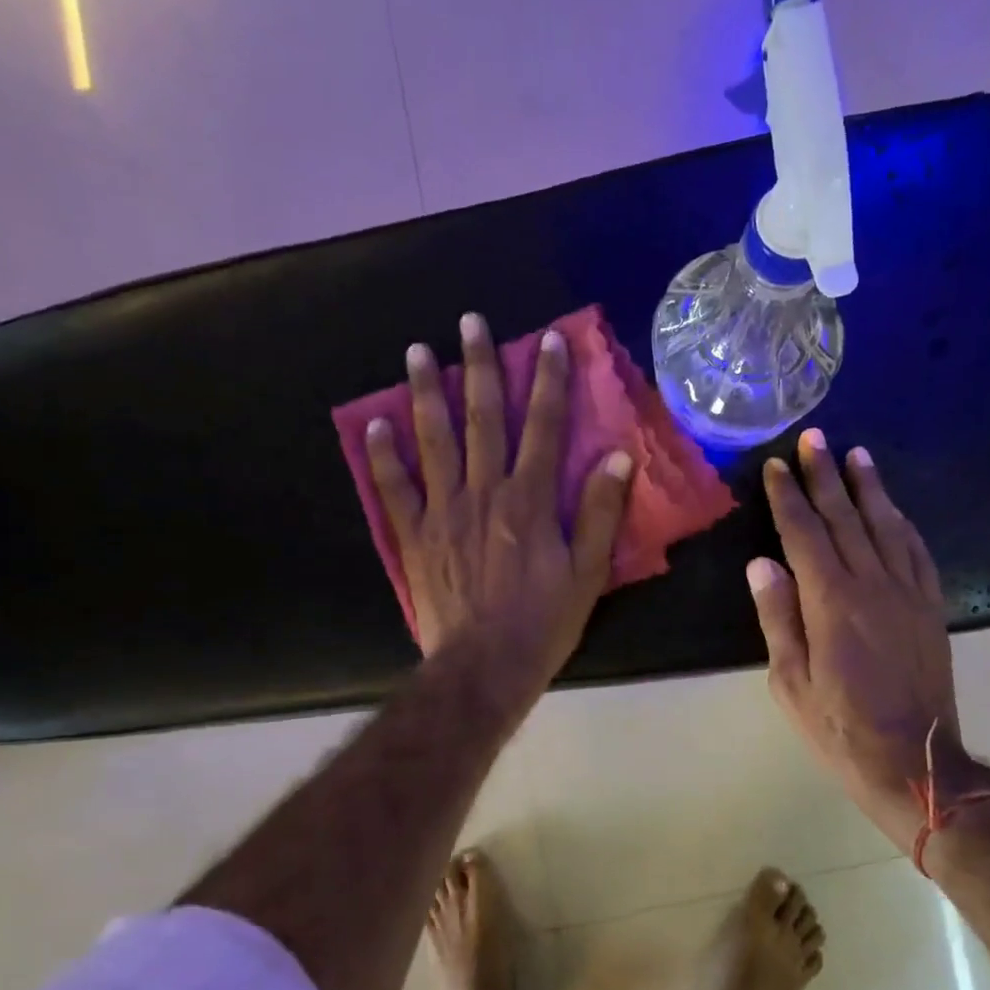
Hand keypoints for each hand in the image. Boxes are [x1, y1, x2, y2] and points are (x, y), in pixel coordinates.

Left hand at [365, 314, 630, 705]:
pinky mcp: (415, 536)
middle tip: (469, 322)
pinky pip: (394, 489)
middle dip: (479, 367)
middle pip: (483, 419)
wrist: (484, 666)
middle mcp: (484, 493)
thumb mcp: (588, 573)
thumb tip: (616, 457)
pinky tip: (373, 424)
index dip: (548, 382)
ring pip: (434, 441)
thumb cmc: (543, 622)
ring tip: (416, 352)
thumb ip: (602, 513)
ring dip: (425, 394)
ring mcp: (443, 512)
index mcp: (530, 500)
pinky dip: (382, 456)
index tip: (547, 340)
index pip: (544, 428)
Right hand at [749, 430, 976, 853]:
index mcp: (831, 602)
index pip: (804, 534)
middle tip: (812, 438)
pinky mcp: (931, 607)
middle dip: (825, 475)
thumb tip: (762, 564)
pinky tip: (894, 508)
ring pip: (886, 526)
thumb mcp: (791, 683)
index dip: (787, 497)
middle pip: (845, 517)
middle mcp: (872, 585)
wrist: (915, 762)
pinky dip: (903, 523)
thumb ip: (778, 619)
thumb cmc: (840, 728)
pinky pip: (918, 552)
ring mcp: (908, 593)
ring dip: (869, 488)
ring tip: (855, 455)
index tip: (775, 466)